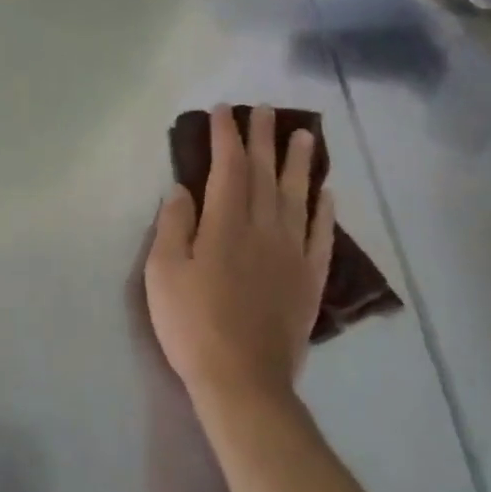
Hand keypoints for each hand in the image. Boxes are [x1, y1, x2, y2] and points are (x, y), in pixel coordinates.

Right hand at [143, 104, 334, 406]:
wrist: (242, 381)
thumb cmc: (193, 325)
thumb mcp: (163, 273)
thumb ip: (173, 225)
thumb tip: (182, 188)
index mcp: (225, 224)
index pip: (228, 167)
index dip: (226, 136)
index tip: (224, 111)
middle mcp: (263, 229)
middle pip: (265, 173)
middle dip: (263, 138)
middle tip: (265, 110)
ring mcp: (291, 253)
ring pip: (298, 196)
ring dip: (300, 163)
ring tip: (305, 135)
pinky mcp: (309, 279)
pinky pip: (320, 235)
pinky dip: (324, 211)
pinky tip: (327, 193)